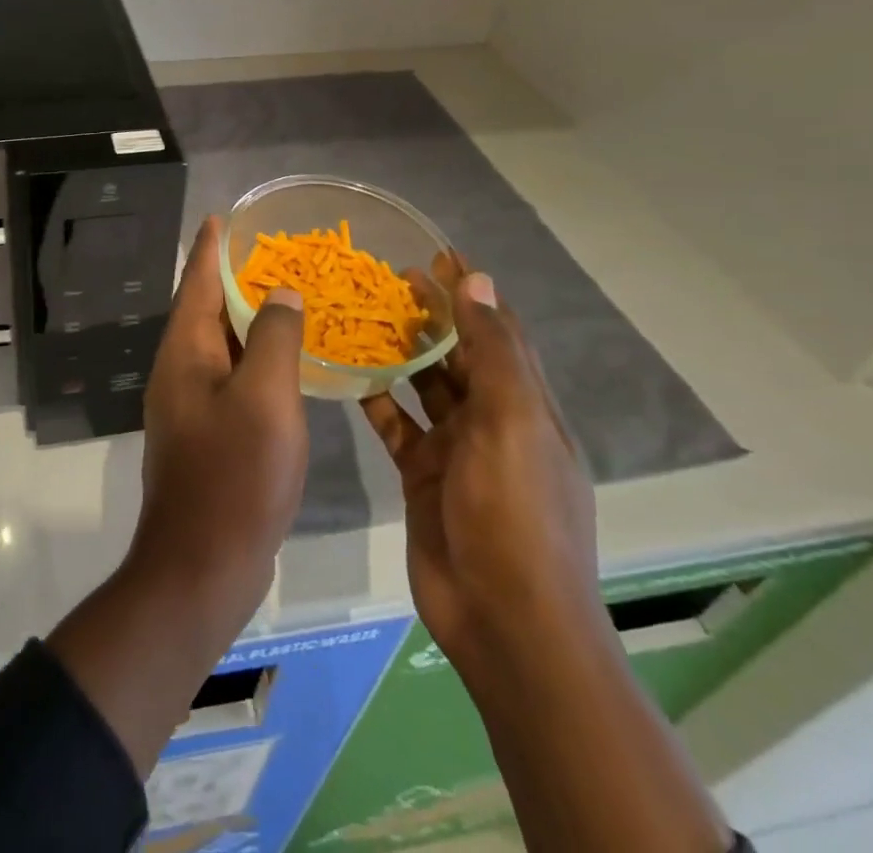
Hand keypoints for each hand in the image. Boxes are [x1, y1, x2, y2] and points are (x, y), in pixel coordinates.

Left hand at [47, 215, 306, 775]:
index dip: (211, 247)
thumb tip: (280, 293)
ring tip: (283, 295)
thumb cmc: (235, 475)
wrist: (202, 566)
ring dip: (248, 319)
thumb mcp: (265, 398)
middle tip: (271, 252)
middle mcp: (180, 369)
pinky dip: (255, 358)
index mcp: (185, 351)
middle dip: (234, 278)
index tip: (222, 215)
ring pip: (221, 345)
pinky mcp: (206, 432)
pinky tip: (284, 360)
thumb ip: (275, 338)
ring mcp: (190, 403)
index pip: (198, 281)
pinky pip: (231, 377)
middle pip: (207, 309)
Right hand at [361, 251, 605, 680]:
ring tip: (360, 316)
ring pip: (423, 387)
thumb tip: (477, 279)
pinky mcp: (422, 476)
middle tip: (385, 279)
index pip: (499, 332)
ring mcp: (456, 451)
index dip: (472, 291)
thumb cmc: (515, 514)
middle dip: (429, 316)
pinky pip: (396, 426)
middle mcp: (493, 422)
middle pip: (458, 355)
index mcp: (526, 406)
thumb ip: (492, 352)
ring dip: (399, 354)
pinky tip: (346, 375)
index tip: (437, 252)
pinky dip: (376, 400)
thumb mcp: (512, 424)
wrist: (503, 620)